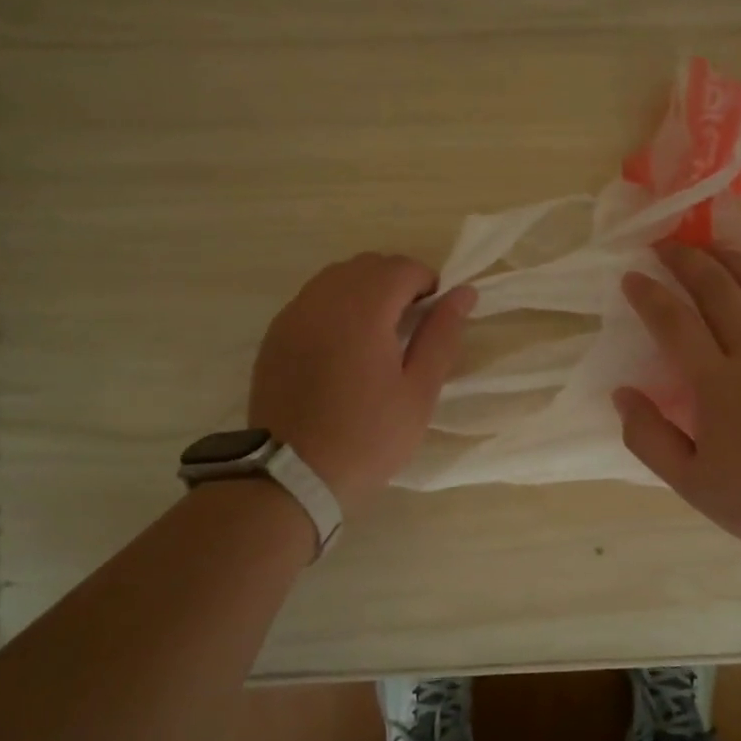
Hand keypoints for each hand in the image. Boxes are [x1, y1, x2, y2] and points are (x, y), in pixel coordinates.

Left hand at [249, 253, 473, 510]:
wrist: (292, 475)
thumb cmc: (367, 437)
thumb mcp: (418, 392)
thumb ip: (442, 335)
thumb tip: (464, 293)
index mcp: (363, 309)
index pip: (402, 267)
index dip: (427, 283)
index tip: (434, 318)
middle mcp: (323, 299)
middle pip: (368, 265)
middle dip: (396, 283)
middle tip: (409, 327)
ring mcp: (293, 314)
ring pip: (336, 277)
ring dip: (364, 292)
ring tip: (377, 336)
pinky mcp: (275, 334)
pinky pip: (312, 300)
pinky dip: (335, 307)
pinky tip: (342, 347)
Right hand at [615, 245, 740, 569]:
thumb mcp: (691, 484)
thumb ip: (649, 437)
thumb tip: (622, 393)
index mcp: (717, 384)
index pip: (673, 322)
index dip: (648, 294)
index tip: (631, 277)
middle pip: (718, 288)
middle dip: (687, 260)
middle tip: (666, 246)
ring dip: (733, 259)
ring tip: (711, 247)